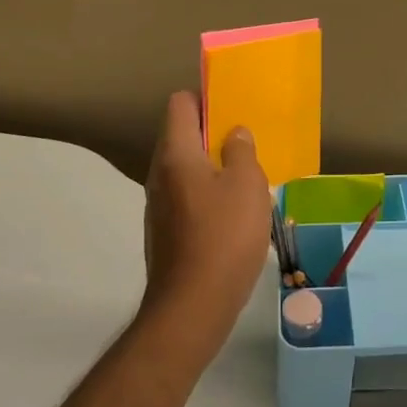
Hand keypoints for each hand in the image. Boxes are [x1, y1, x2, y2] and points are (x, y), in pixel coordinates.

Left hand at [139, 91, 272, 356]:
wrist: (192, 308)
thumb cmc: (224, 236)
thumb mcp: (247, 185)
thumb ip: (241, 151)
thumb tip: (234, 133)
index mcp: (176, 154)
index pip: (180, 104)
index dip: (206, 98)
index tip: (233, 106)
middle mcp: (160, 174)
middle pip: (182, 136)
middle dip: (213, 133)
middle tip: (247, 141)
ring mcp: (159, 206)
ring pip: (186, 169)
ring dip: (213, 166)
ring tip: (247, 176)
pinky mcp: (165, 232)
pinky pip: (187, 197)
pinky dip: (208, 194)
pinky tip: (235, 213)